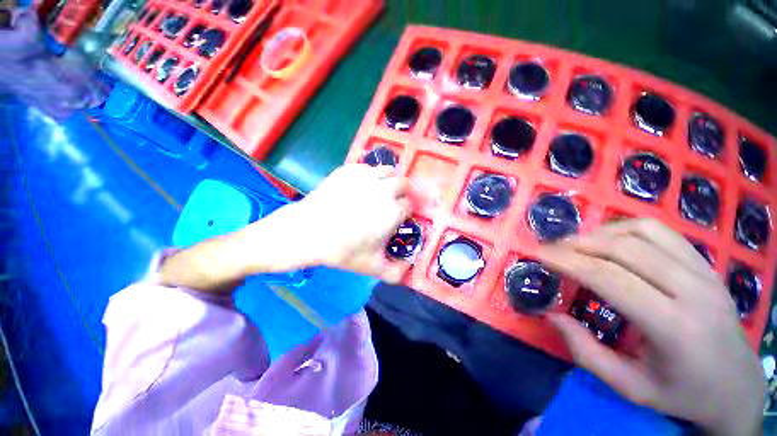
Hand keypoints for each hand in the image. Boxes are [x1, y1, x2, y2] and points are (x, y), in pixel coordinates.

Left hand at [277, 164, 410, 282]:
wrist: (307, 232)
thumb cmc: (342, 250)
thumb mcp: (372, 267)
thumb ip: (396, 272)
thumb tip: (409, 267)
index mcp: (393, 212)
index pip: (409, 206)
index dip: (404, 213)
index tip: (397, 219)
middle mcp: (384, 190)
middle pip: (404, 183)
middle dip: (402, 193)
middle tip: (391, 203)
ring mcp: (366, 177)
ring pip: (388, 171)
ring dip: (389, 180)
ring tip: (379, 191)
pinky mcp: (349, 170)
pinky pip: (368, 168)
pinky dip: (370, 176)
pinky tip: (360, 187)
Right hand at [537, 219, 763, 435]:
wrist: (736, 385)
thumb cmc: (681, 392)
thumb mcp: (629, 387)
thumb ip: (585, 352)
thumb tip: (551, 314)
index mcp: (673, 327)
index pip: (609, 279)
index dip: (567, 261)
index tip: (538, 254)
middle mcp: (692, 291)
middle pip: (623, 249)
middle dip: (576, 244)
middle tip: (550, 249)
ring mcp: (703, 272)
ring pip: (641, 232)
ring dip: (599, 233)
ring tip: (576, 245)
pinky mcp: (705, 264)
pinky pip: (660, 231)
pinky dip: (625, 228)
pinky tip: (610, 241)